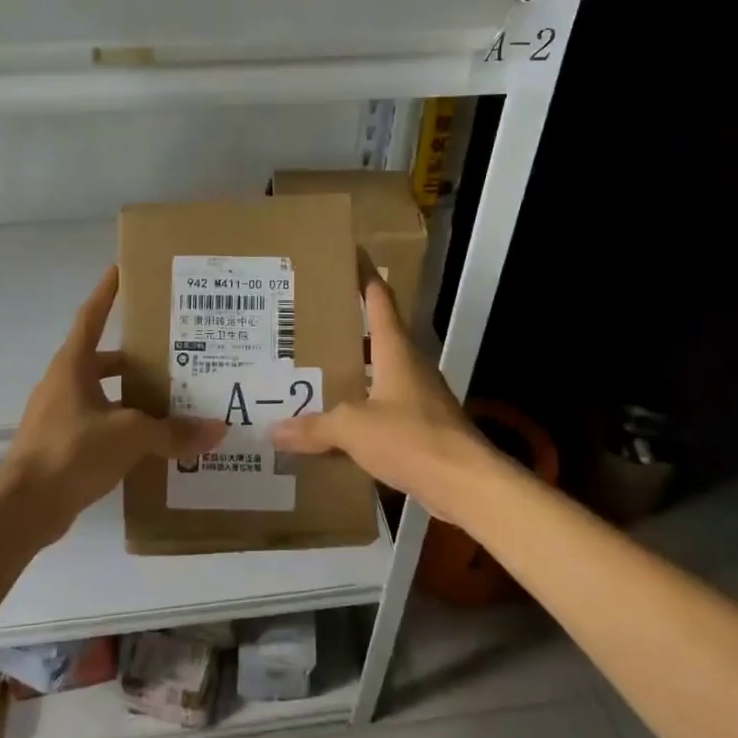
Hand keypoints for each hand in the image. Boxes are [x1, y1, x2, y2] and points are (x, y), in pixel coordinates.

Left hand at [0, 267, 224, 541]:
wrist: (23, 508)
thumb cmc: (72, 452)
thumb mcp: (130, 437)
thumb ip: (173, 432)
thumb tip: (217, 430)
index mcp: (73, 366)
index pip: (91, 317)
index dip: (106, 293)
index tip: (120, 270)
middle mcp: (63, 383)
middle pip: (102, 359)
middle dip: (135, 357)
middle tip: (172, 356)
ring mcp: (58, 415)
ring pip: (102, 394)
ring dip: (131, 396)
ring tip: (170, 402)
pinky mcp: (60, 444)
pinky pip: (98, 424)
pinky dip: (122, 426)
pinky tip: (150, 442)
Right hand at [268, 268, 492, 515]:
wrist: (464, 482)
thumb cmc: (411, 437)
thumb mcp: (353, 428)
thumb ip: (314, 427)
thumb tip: (273, 431)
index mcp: (395, 350)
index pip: (380, 300)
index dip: (365, 276)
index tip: (351, 254)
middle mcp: (409, 365)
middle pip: (377, 335)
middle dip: (348, 326)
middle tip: (309, 320)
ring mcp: (418, 396)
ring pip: (378, 373)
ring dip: (352, 369)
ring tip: (313, 370)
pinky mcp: (421, 426)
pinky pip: (383, 407)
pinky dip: (360, 407)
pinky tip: (336, 421)